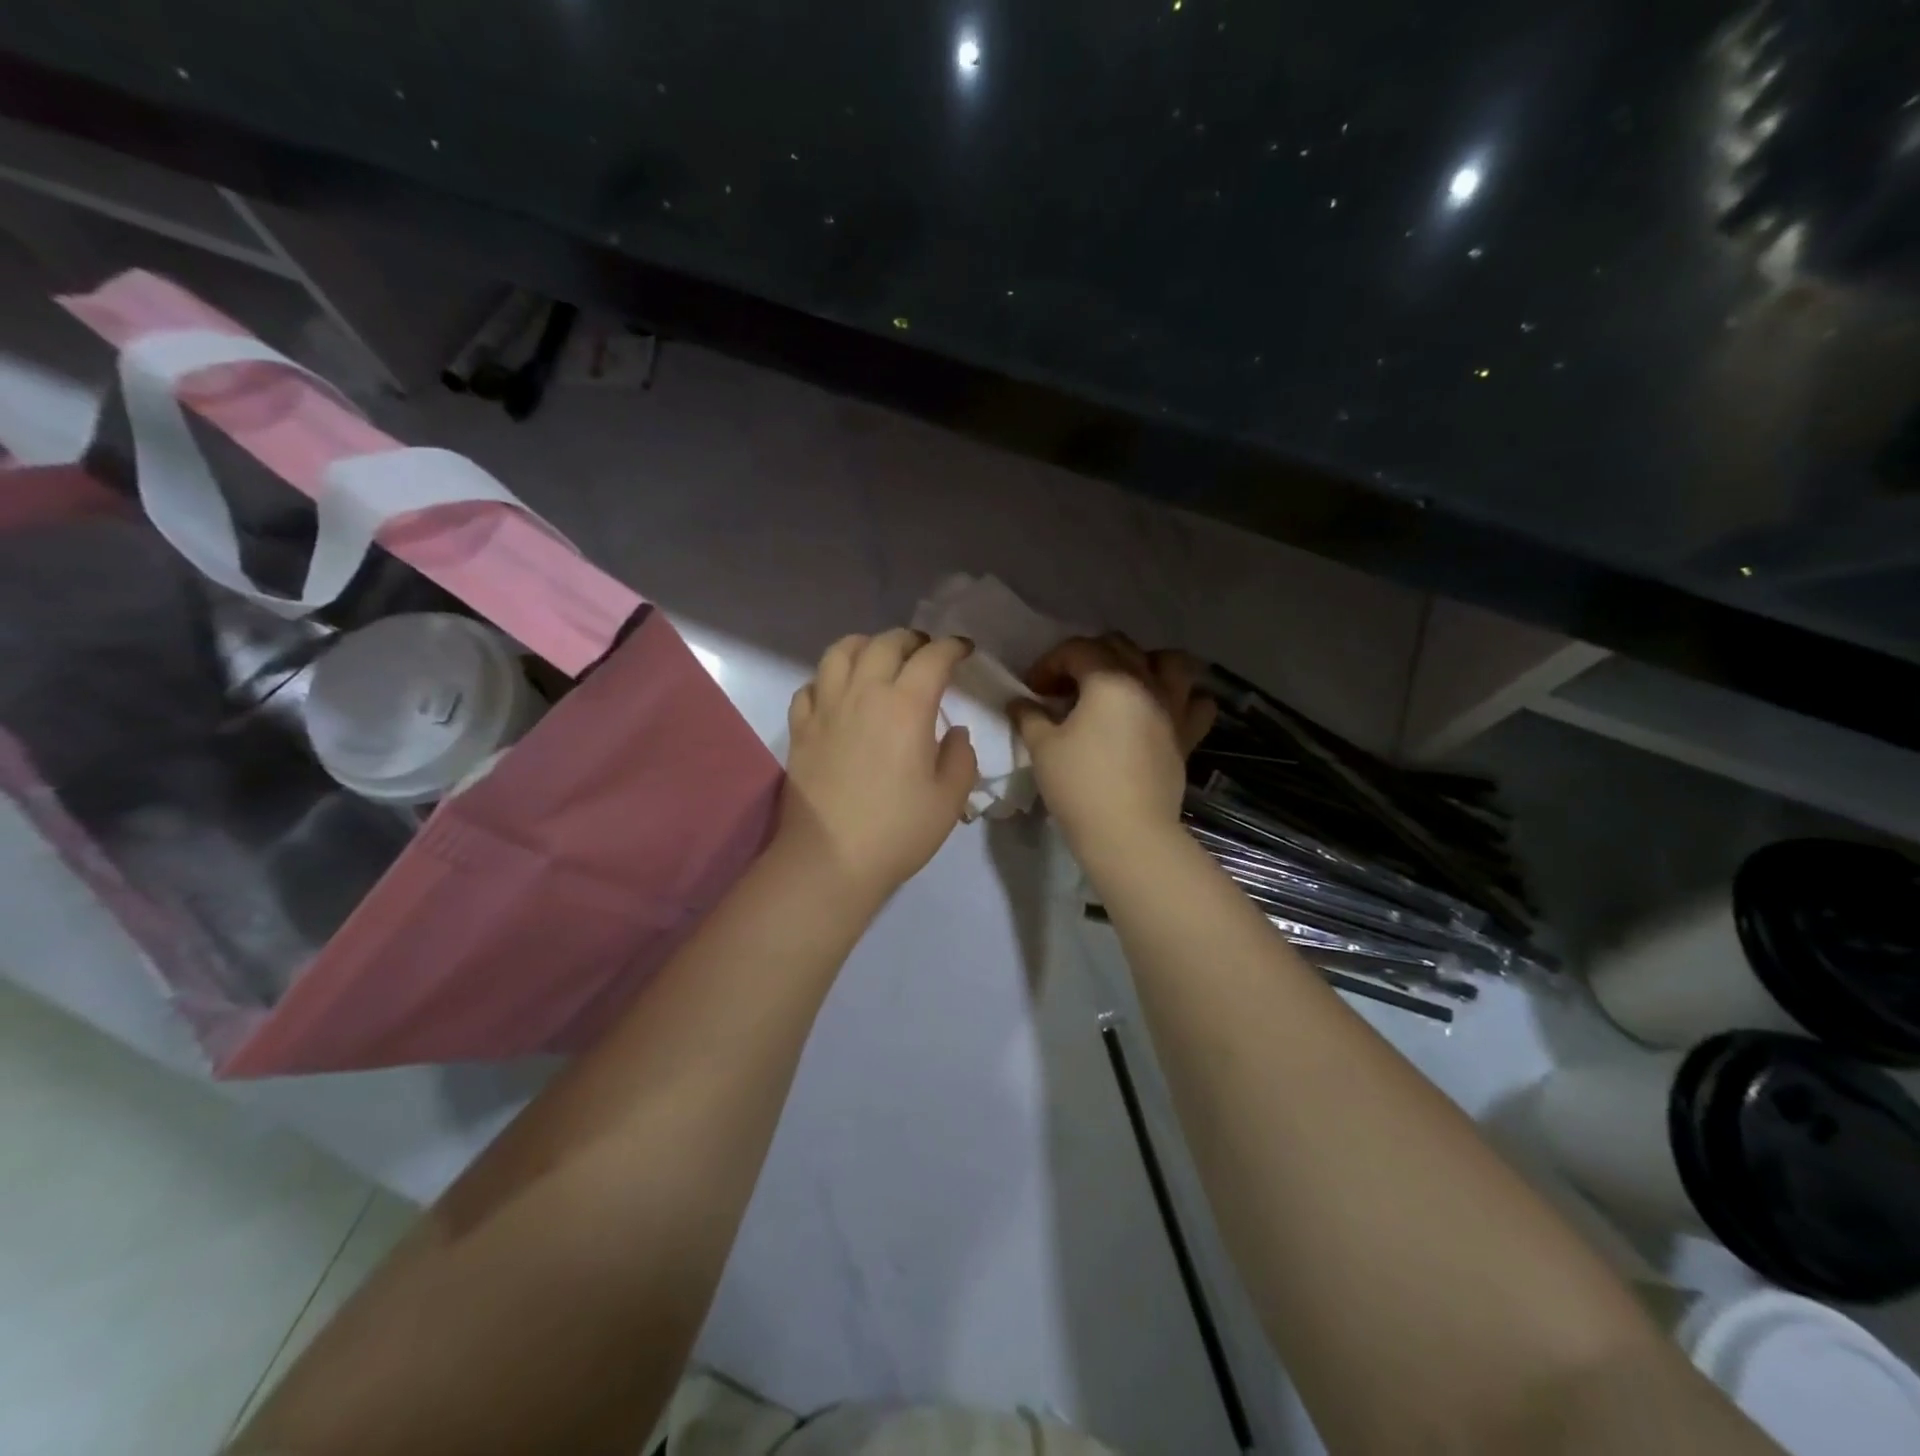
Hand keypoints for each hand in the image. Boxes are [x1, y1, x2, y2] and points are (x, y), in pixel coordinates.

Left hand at [778, 629, 978, 905]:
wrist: (830, 859)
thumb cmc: (898, 830)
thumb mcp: (949, 798)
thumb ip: (961, 757)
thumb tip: (954, 732)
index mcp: (906, 706)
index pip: (932, 658)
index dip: (952, 647)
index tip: (964, 650)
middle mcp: (863, 693)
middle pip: (885, 643)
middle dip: (911, 639)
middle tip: (925, 651)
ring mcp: (826, 708)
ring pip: (840, 652)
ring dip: (865, 645)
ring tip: (878, 658)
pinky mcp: (800, 728)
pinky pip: (810, 686)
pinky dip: (827, 679)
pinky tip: (837, 693)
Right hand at [1012, 634, 1215, 853]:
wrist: (1128, 833)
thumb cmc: (1080, 785)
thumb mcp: (1042, 747)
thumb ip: (1029, 716)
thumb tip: (1018, 702)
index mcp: (1109, 679)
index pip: (1076, 650)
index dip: (1048, 663)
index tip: (1032, 690)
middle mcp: (1146, 683)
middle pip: (1119, 646)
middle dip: (1087, 657)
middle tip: (1065, 687)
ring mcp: (1173, 708)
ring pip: (1170, 662)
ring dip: (1144, 662)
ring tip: (1123, 683)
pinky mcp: (1187, 735)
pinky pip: (1196, 703)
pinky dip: (1182, 698)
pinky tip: (1161, 710)